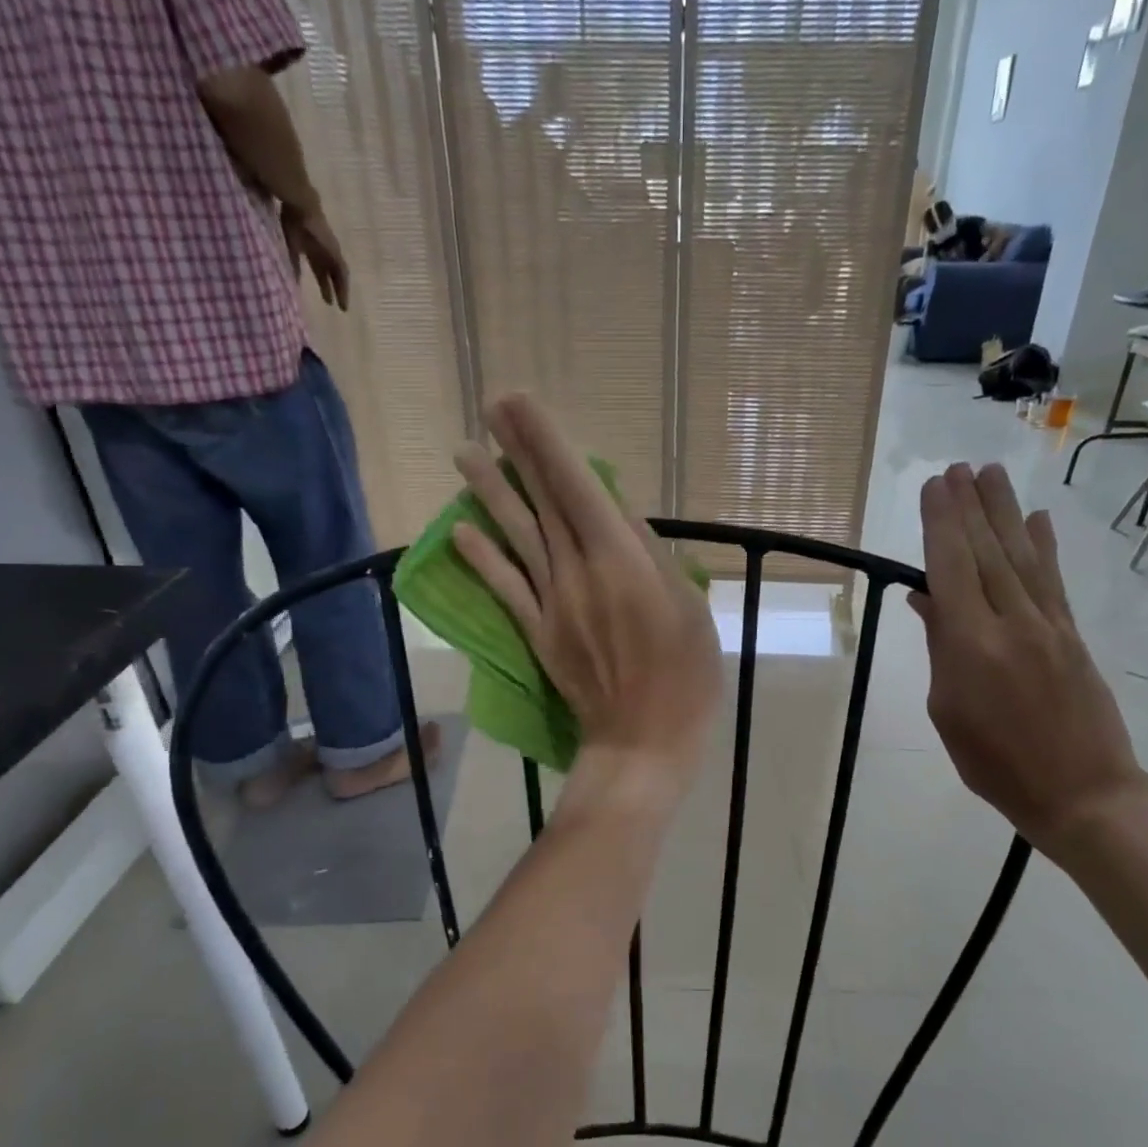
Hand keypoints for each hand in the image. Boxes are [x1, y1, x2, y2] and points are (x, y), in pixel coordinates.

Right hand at [282, 205, 349, 310]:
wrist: (300, 205)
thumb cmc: (292, 220)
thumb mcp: (291, 246)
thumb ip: (293, 263)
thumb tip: (292, 280)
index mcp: (314, 250)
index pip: (322, 271)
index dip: (324, 285)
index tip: (327, 300)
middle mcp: (326, 253)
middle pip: (332, 275)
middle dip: (334, 290)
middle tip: (338, 306)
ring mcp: (333, 251)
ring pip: (340, 275)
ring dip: (342, 290)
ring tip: (343, 306)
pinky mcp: (335, 251)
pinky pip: (342, 270)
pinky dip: (343, 282)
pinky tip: (344, 292)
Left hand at [451, 395, 721, 805]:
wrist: (642, 742)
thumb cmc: (685, 677)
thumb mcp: (688, 608)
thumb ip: (651, 556)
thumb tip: (616, 513)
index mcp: (621, 562)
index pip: (578, 488)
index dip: (547, 443)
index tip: (520, 404)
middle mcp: (578, 573)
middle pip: (545, 503)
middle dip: (518, 451)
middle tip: (493, 407)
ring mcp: (552, 603)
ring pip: (518, 537)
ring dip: (491, 494)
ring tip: (466, 454)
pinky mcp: (538, 633)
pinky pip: (506, 589)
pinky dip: (482, 560)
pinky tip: (459, 532)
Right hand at [912, 463, 1147, 853]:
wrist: (1082, 793)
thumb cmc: (995, 764)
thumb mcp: (948, 711)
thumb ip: (940, 650)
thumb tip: (928, 601)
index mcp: (970, 645)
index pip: (951, 569)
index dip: (941, 524)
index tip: (934, 487)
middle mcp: (1011, 623)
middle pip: (987, 552)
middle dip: (969, 506)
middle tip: (957, 468)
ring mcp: (1048, 626)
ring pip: (1021, 557)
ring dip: (1004, 512)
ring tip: (990, 475)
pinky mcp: (1072, 635)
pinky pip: (1053, 581)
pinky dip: (1044, 547)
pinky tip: (1037, 520)